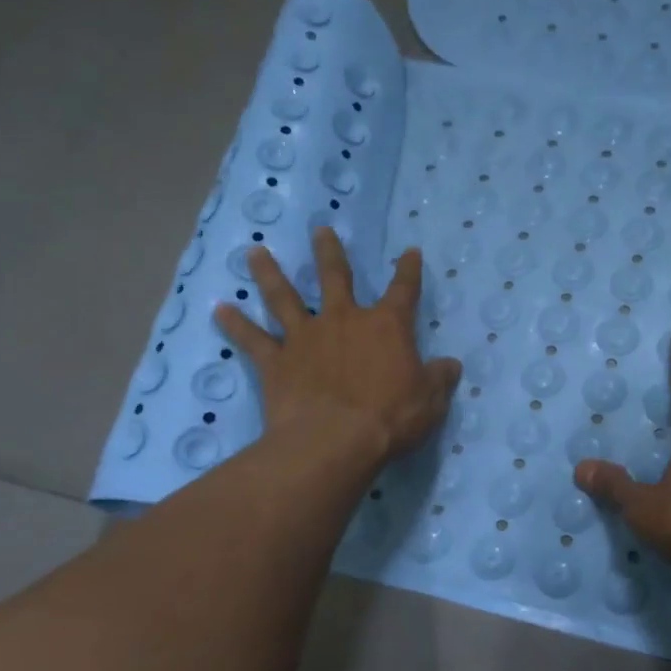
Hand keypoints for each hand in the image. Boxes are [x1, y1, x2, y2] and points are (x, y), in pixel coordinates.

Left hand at [214, 227, 460, 462]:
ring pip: (284, 297)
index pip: (403, 290)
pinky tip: (219, 310)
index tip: (409, 252)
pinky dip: (235, 324)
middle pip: (335, 277)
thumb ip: (439, 378)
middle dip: (329, 252)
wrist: (334, 441)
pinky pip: (252, 339)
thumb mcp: (430, 400)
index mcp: (387, 327)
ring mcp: (306, 338)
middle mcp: (344, 321)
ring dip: (269, 274)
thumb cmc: (390, 418)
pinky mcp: (276, 362)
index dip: (408, 270)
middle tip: (319, 230)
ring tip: (255, 253)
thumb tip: (451, 365)